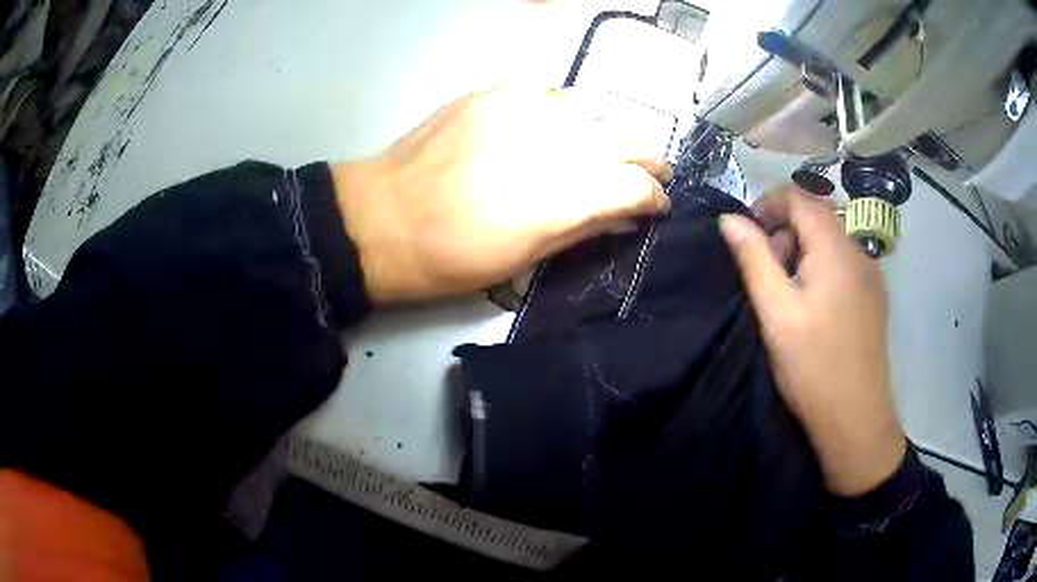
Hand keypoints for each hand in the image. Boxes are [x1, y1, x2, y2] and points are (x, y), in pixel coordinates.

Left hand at [332, 87, 671, 302]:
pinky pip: (550, 94)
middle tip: (657, 171)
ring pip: (593, 111)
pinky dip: (567, 111)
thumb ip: (585, 228)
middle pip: (625, 140)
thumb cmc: (453, 257)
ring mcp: (523, 108)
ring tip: (616, 147)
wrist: (383, 218)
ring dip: (612, 132)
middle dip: (648, 158)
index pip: (636, 185)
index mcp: (564, 195)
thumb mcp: (526, 259)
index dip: (655, 197)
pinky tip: (564, 126)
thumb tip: (625, 215)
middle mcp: (554, 141)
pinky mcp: (495, 92)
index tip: (659, 206)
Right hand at [719, 188, 905, 496]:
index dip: (768, 205)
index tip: (747, 237)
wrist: (856, 418)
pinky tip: (815, 306)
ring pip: (832, 240)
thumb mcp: (776, 312)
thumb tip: (729, 219)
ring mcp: (871, 274)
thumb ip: (753, 259)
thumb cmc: (813, 366)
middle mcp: (858, 251)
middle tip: (767, 274)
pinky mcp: (875, 296)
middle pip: (818, 216)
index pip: (800, 197)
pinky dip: (823, 267)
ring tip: (789, 294)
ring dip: (804, 250)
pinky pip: (845, 262)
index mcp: (835, 248)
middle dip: (785, 231)